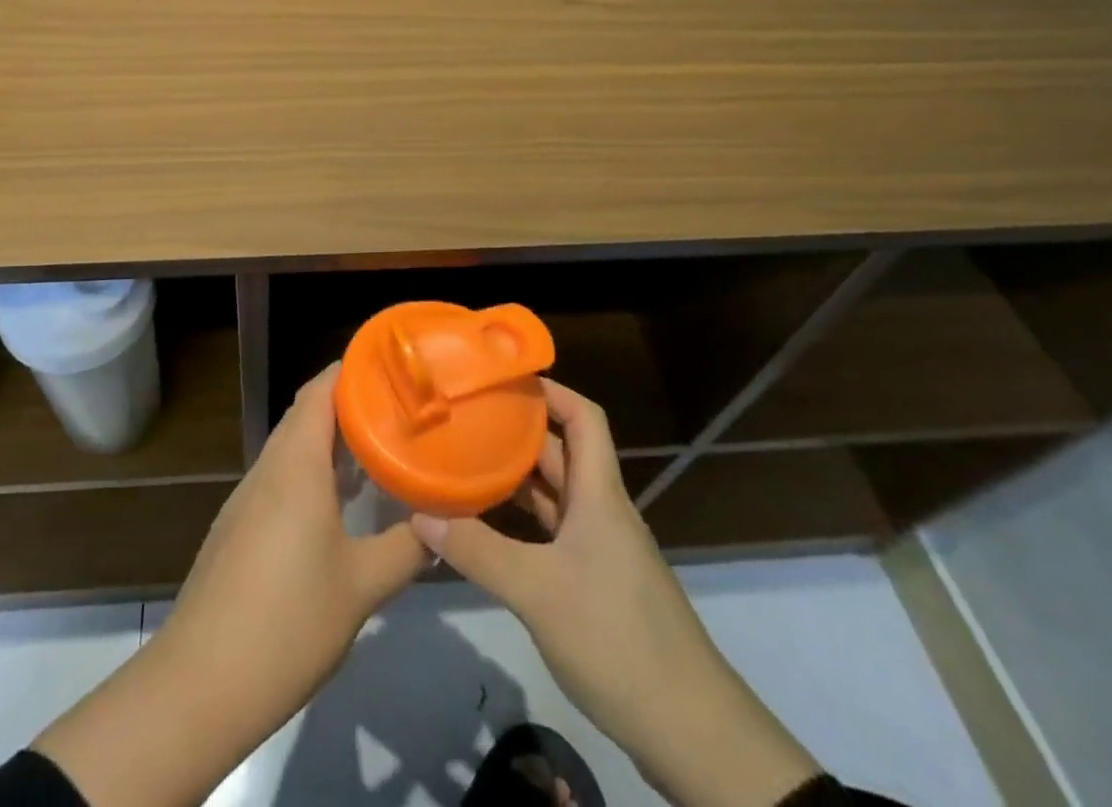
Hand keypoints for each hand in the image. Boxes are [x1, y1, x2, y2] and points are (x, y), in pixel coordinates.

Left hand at [36, 364, 424, 806]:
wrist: (200, 683)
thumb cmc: (288, 622)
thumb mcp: (362, 587)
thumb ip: (406, 549)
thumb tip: (441, 525)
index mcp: (296, 463)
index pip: (321, 389)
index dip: (353, 370)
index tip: (392, 367)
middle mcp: (268, 467)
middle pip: (306, 413)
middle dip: (350, 405)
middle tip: (398, 409)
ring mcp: (248, 497)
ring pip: (292, 447)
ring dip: (331, 441)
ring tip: (378, 449)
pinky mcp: (238, 526)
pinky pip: (281, 478)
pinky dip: (312, 472)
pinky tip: (339, 503)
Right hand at [410, 381, 819, 806]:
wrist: (693, 734)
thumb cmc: (617, 639)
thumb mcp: (537, 591)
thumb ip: (476, 550)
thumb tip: (418, 514)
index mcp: (599, 495)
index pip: (583, 417)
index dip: (549, 389)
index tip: (502, 379)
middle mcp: (601, 511)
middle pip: (560, 452)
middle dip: (516, 431)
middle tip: (465, 417)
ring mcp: (602, 549)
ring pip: (555, 494)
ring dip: (515, 477)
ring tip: (464, 461)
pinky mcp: (597, 584)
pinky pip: (553, 532)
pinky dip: (521, 521)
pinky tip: (487, 527)